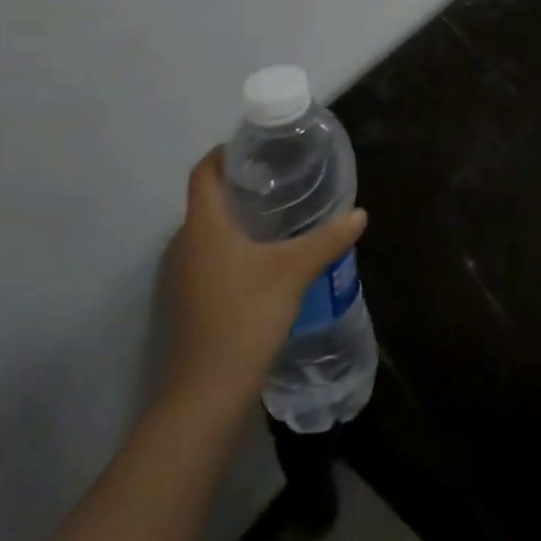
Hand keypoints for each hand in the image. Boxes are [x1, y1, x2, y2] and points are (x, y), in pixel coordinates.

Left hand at [164, 148, 366, 404]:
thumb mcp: (294, 272)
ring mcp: (181, 276)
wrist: (207, 393)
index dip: (225, 153)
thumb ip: (327, 240)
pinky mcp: (188, 301)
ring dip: (235, 219)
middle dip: (239, 185)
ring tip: (276, 216)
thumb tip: (359, 214)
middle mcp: (185, 243)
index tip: (257, 147)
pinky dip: (231, 247)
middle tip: (279, 179)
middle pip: (207, 199)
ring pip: (208, 231)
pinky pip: (208, 257)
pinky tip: (262, 260)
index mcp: (204, 225)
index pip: (203, 171)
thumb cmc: (246, 316)